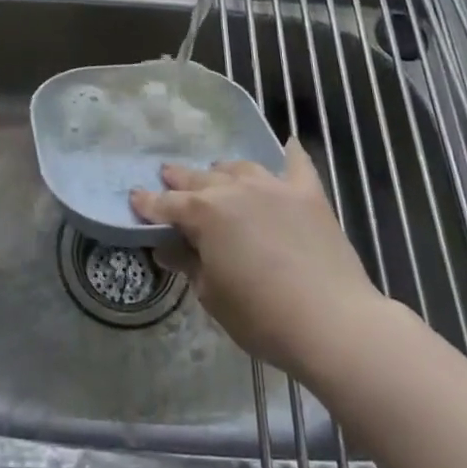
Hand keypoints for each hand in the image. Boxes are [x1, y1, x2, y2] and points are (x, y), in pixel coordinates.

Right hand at [130, 137, 380, 378]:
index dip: (148, 203)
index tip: (134, 197)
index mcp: (204, 213)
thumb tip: (167, 247)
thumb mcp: (211, 295)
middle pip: (200, 179)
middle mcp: (234, 189)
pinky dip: (290, 155)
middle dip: (180, 178)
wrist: (332, 321)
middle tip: (167, 175)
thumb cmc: (261, 315)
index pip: (167, 205)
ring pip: (240, 168)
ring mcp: (273, 187)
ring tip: (217, 173)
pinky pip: (297, 165)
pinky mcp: (308, 194)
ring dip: (224, 171)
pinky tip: (289, 145)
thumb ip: (188, 264)